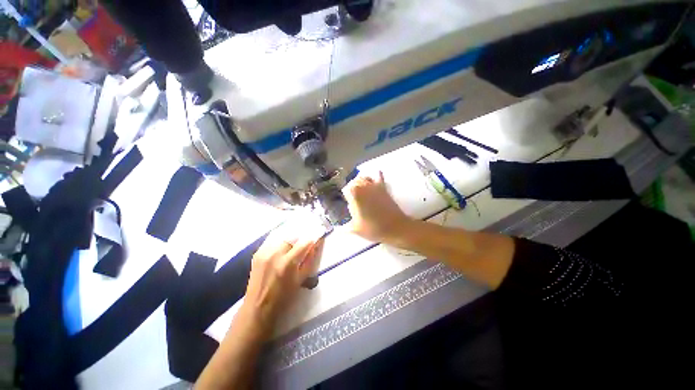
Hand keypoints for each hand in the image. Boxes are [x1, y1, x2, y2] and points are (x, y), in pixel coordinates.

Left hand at [243, 227, 323, 330]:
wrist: (258, 307)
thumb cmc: (283, 297)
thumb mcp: (301, 279)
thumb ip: (309, 260)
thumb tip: (315, 245)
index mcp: (288, 263)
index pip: (304, 243)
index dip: (312, 240)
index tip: (315, 240)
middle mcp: (275, 254)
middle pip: (292, 236)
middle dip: (300, 239)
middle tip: (302, 245)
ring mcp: (264, 252)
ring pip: (281, 236)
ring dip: (289, 239)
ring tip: (292, 245)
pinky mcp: (257, 253)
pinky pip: (271, 239)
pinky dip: (279, 240)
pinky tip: (281, 246)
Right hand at [344, 172, 410, 242]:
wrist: (395, 227)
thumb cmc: (373, 228)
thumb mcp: (355, 229)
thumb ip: (344, 227)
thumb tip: (336, 228)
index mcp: (354, 194)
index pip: (346, 189)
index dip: (346, 195)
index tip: (347, 202)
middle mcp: (363, 186)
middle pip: (354, 181)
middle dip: (352, 187)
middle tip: (353, 197)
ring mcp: (374, 185)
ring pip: (364, 177)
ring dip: (361, 181)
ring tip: (361, 189)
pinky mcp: (384, 187)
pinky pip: (378, 176)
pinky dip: (375, 175)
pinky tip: (374, 178)